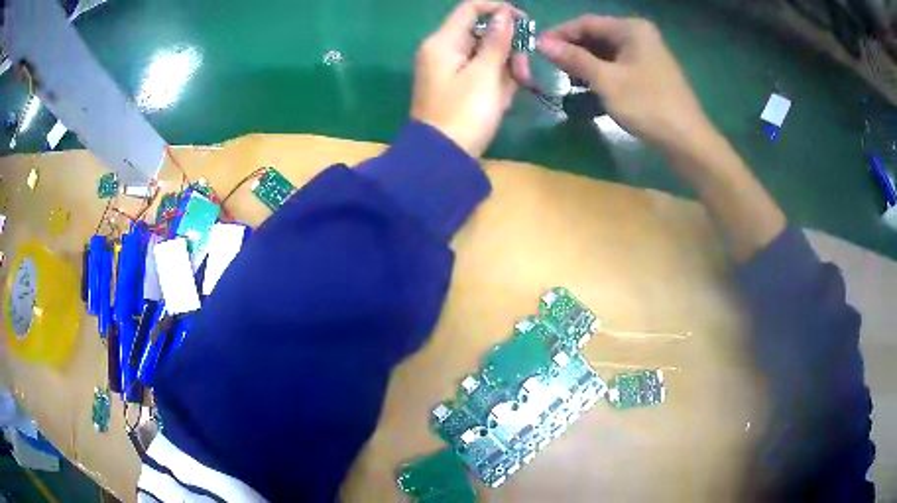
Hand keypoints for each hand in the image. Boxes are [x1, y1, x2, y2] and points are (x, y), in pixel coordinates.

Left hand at [411, 1, 529, 157]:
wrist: (443, 158)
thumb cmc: (465, 113)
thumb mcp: (485, 74)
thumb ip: (496, 41)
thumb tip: (504, 14)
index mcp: (443, 42)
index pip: (470, 8)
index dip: (498, 9)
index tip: (524, 22)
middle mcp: (442, 50)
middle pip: (481, 32)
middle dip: (507, 47)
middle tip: (523, 70)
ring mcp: (448, 69)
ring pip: (484, 54)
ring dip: (505, 67)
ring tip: (516, 88)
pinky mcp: (455, 86)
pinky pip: (480, 72)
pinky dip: (495, 81)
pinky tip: (503, 98)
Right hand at [538, 16, 711, 152]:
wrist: (687, 141)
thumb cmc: (647, 106)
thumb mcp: (606, 81)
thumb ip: (574, 59)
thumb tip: (541, 43)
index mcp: (631, 29)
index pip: (587, 23)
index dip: (560, 34)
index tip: (537, 48)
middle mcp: (640, 35)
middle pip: (597, 35)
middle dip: (573, 50)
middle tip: (552, 66)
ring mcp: (647, 54)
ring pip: (607, 52)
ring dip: (586, 63)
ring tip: (568, 79)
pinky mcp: (650, 72)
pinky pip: (618, 65)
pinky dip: (602, 73)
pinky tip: (589, 86)